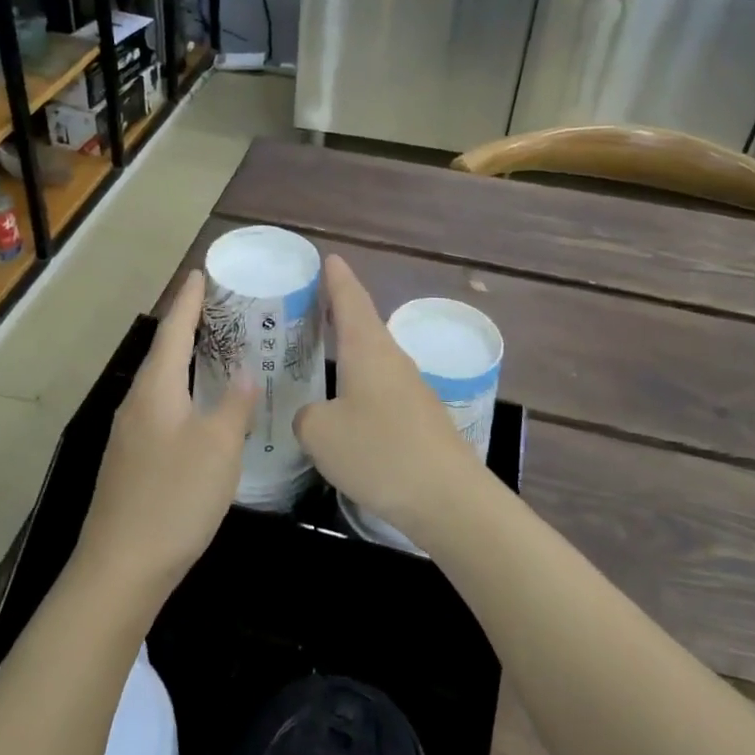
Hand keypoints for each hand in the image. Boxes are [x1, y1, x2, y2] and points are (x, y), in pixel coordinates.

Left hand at [75, 271, 256, 602]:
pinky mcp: (132, 461)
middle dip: (190, 327)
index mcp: (156, 389)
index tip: (201, 273)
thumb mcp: (218, 447)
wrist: (121, 567)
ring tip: (219, 352)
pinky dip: (185, 394)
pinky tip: (203, 409)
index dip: (189, 300)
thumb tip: (245, 371)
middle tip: (223, 309)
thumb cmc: (174, 498)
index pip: (173, 329)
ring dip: (188, 362)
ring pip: (163, 383)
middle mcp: (137, 403)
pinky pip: (162, 409)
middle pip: (165, 353)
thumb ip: (234, 404)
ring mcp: (130, 434)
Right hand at [293, 256, 482, 542]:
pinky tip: (346, 402)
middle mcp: (392, 359)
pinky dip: (359, 381)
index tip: (328, 257)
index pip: (350, 299)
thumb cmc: (379, 452)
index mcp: (367, 349)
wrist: (447, 498)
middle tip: (310, 302)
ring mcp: (410, 388)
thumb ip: (306, 417)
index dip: (337, 277)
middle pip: (363, 324)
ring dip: (349, 348)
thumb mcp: (320, 433)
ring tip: (321, 349)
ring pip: (373, 356)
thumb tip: (315, 416)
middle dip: (338, 310)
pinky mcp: (419, 417)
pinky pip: (381, 386)